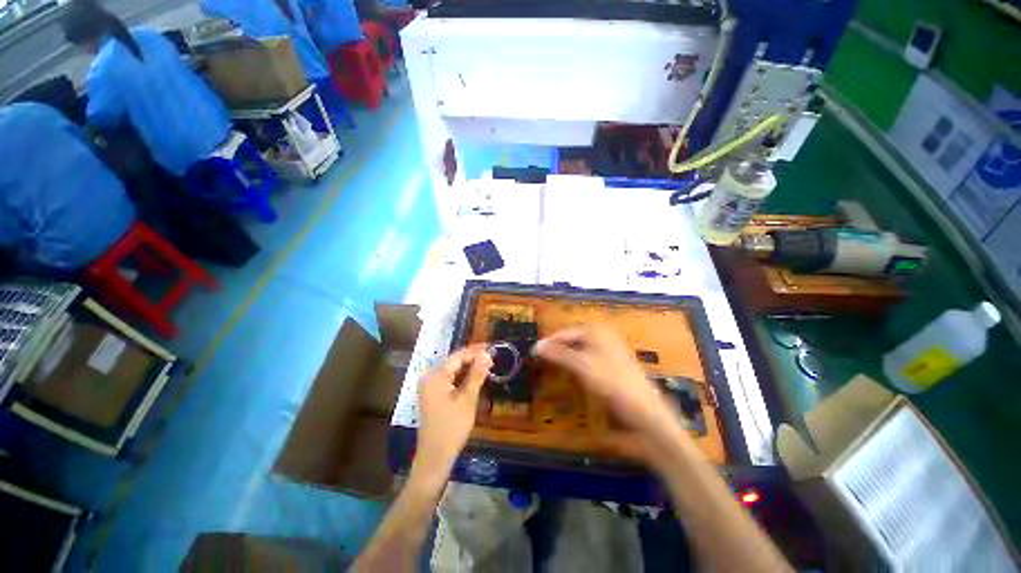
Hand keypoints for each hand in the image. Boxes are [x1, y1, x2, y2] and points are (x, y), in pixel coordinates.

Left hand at [415, 345, 492, 478]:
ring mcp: (430, 387)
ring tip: (487, 364)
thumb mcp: (467, 399)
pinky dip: (463, 378)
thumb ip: (477, 374)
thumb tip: (487, 354)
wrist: (435, 457)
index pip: (458, 356)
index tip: (492, 347)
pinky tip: (475, 378)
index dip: (475, 351)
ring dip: (469, 368)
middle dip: (473, 358)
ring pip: (453, 371)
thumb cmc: (452, 427)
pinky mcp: (433, 395)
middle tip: (492, 356)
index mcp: (436, 376)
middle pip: (454, 362)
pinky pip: (450, 380)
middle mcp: (430, 378)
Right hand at [534, 325, 674, 433]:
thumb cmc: (612, 383)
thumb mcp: (582, 366)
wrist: (646, 412)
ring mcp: (609, 350)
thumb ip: (558, 354)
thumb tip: (536, 346)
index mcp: (596, 330)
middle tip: (541, 362)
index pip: (564, 332)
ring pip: (579, 350)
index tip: (533, 354)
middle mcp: (603, 335)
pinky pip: (588, 360)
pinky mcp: (612, 365)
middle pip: (572, 340)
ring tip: (552, 369)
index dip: (548, 343)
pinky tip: (571, 375)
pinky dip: (577, 366)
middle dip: (557, 350)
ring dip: (565, 358)